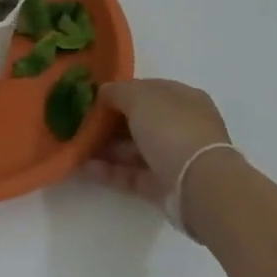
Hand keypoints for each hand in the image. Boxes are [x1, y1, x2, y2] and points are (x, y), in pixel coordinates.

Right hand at [82, 78, 233, 207]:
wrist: (199, 185)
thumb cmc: (171, 129)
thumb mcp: (139, 97)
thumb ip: (117, 91)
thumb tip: (103, 93)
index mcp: (182, 98)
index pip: (147, 90)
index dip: (120, 92)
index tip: (93, 98)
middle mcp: (181, 126)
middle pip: (139, 121)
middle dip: (110, 123)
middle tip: (81, 124)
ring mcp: (173, 158)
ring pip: (133, 149)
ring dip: (106, 148)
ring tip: (77, 148)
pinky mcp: (164, 186)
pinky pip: (132, 174)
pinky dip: (110, 171)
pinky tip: (85, 168)